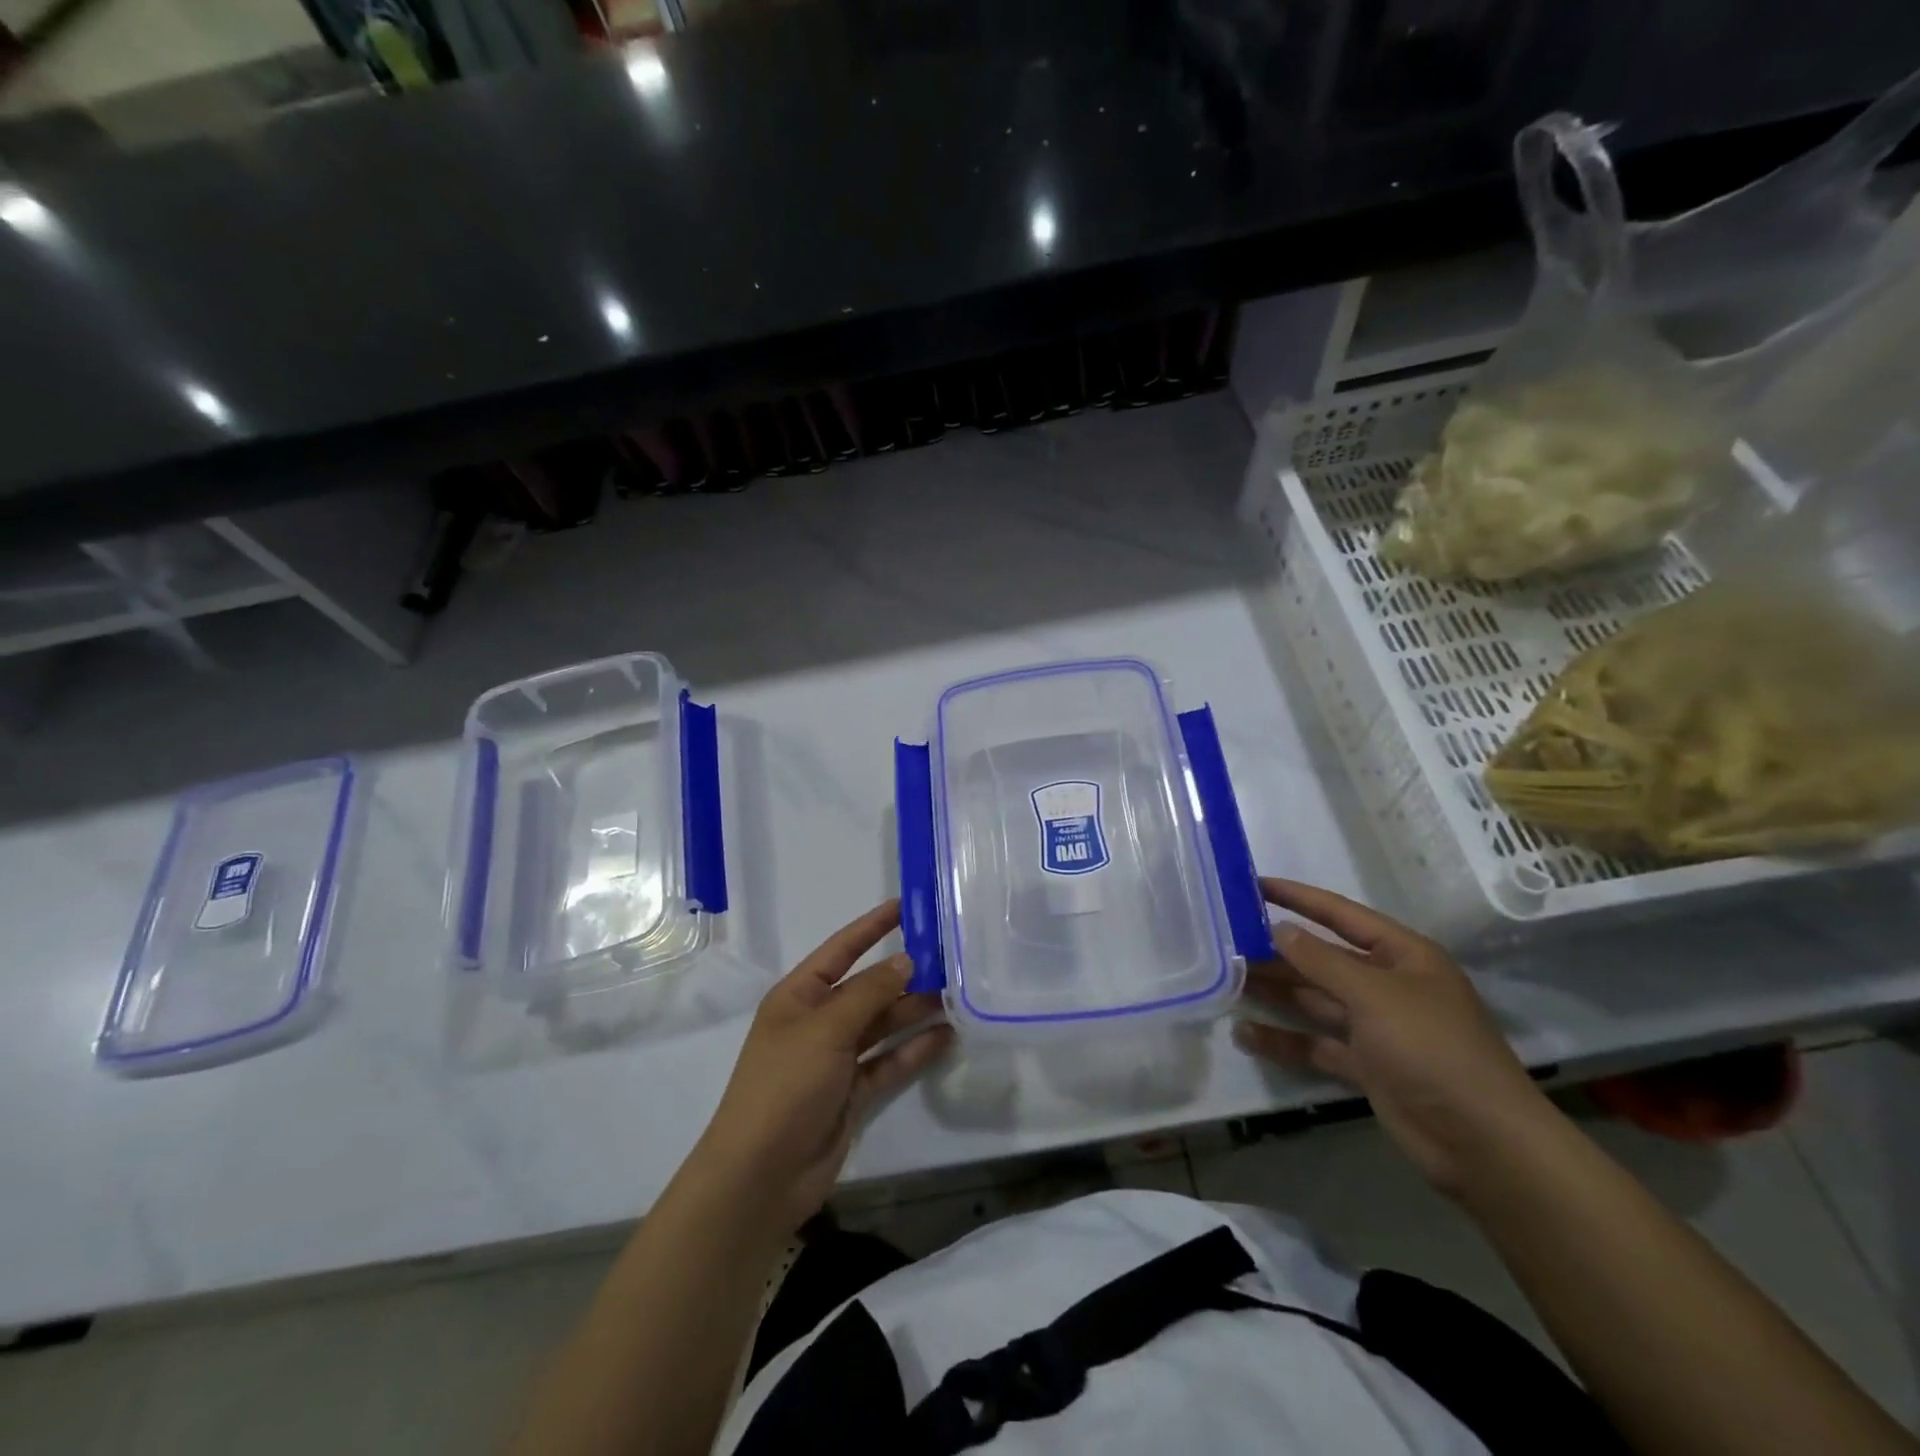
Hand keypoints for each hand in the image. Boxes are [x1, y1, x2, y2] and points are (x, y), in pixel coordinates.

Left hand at [690, 900, 951, 1235]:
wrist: (761, 1176)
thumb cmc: (785, 1086)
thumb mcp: (825, 1029)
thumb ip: (869, 993)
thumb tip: (905, 960)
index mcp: (798, 996)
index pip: (840, 950)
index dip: (871, 927)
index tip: (905, 906)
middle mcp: (817, 1021)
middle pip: (867, 988)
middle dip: (904, 974)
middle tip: (949, 958)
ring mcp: (835, 1059)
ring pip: (882, 1025)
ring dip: (915, 1011)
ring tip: (957, 996)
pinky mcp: (852, 1093)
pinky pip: (888, 1062)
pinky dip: (914, 1050)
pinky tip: (946, 1037)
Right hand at [1233, 878, 1557, 1197]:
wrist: (1483, 1143)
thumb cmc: (1432, 1049)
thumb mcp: (1374, 994)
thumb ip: (1321, 960)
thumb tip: (1278, 930)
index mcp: (1403, 956)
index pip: (1340, 915)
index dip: (1298, 898)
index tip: (1253, 884)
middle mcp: (1388, 985)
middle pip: (1322, 958)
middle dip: (1277, 951)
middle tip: (1226, 940)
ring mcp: (1377, 1027)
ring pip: (1314, 1000)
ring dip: (1275, 992)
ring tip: (1225, 982)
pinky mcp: (1367, 1066)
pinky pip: (1316, 1044)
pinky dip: (1284, 1040)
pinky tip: (1245, 1034)